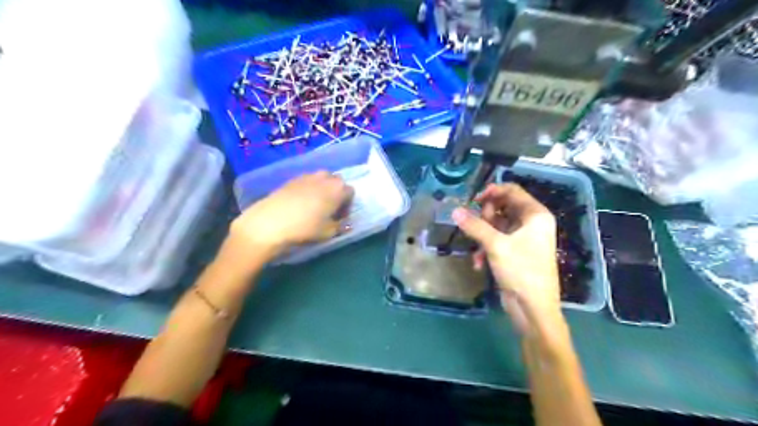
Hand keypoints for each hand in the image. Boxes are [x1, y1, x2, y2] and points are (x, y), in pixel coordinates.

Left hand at [229, 171, 353, 258]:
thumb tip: (344, 224)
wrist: (270, 223)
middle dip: (336, 195)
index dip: (347, 206)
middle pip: (336, 183)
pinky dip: (308, 190)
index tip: (340, 218)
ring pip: (321, 181)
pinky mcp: (291, 179)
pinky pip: (306, 182)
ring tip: (314, 207)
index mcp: (338, 188)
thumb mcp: (328, 233)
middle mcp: (325, 177)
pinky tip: (299, 205)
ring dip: (322, 191)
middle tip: (329, 211)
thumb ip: (340, 226)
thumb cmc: (306, 228)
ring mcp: (307, 176)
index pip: (350, 193)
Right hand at [448, 183, 560, 335]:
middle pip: (502, 207)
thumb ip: (475, 226)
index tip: (472, 200)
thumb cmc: (521, 271)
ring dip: (482, 235)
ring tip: (477, 249)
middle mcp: (531, 223)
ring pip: (496, 225)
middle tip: (475, 227)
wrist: (533, 309)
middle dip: (485, 217)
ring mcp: (523, 238)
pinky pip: (496, 240)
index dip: (491, 192)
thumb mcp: (496, 245)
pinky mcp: (515, 252)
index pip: (512, 191)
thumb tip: (454, 210)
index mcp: (535, 215)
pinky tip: (478, 263)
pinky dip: (486, 248)